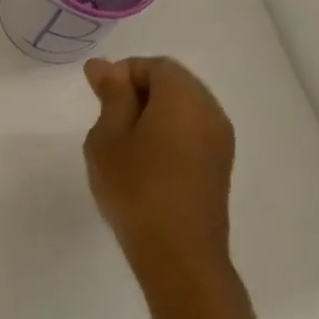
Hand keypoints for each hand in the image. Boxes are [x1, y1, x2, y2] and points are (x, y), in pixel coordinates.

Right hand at [82, 57, 236, 280]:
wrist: (178, 252)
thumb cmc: (134, 187)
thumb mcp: (108, 137)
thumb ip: (111, 96)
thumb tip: (104, 65)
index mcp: (183, 97)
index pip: (154, 65)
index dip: (122, 75)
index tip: (98, 102)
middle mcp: (210, 110)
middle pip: (173, 82)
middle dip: (138, 93)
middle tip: (107, 123)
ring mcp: (220, 139)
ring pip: (183, 108)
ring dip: (153, 114)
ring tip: (123, 145)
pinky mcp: (219, 164)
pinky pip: (192, 131)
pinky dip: (168, 134)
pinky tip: (145, 162)